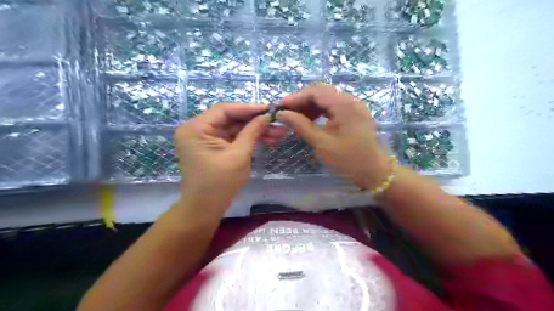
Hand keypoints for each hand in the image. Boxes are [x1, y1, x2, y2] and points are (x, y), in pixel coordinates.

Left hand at [176, 103, 282, 209]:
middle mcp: (197, 129)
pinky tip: (267, 139)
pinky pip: (232, 138)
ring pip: (234, 128)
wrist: (205, 209)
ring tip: (278, 133)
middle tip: (277, 123)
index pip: (225, 110)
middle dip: (255, 122)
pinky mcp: (213, 147)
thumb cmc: (219, 183)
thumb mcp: (239, 155)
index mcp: (196, 128)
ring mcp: (205, 138)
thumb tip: (267, 116)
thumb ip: (252, 132)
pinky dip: (248, 139)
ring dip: (254, 131)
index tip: (270, 109)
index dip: (249, 109)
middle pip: (230, 119)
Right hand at [279, 84, 391, 189]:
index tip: (280, 107)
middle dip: (302, 101)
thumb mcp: (321, 143)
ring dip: (310, 106)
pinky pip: (333, 107)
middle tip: (286, 112)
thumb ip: (300, 125)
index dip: (296, 98)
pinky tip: (310, 119)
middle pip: (321, 92)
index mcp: (345, 105)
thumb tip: (281, 114)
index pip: (316, 92)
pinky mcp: (354, 114)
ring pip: (327, 99)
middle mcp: (351, 100)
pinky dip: (320, 111)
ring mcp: (354, 106)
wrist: (374, 172)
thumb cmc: (347, 160)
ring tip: (295, 117)